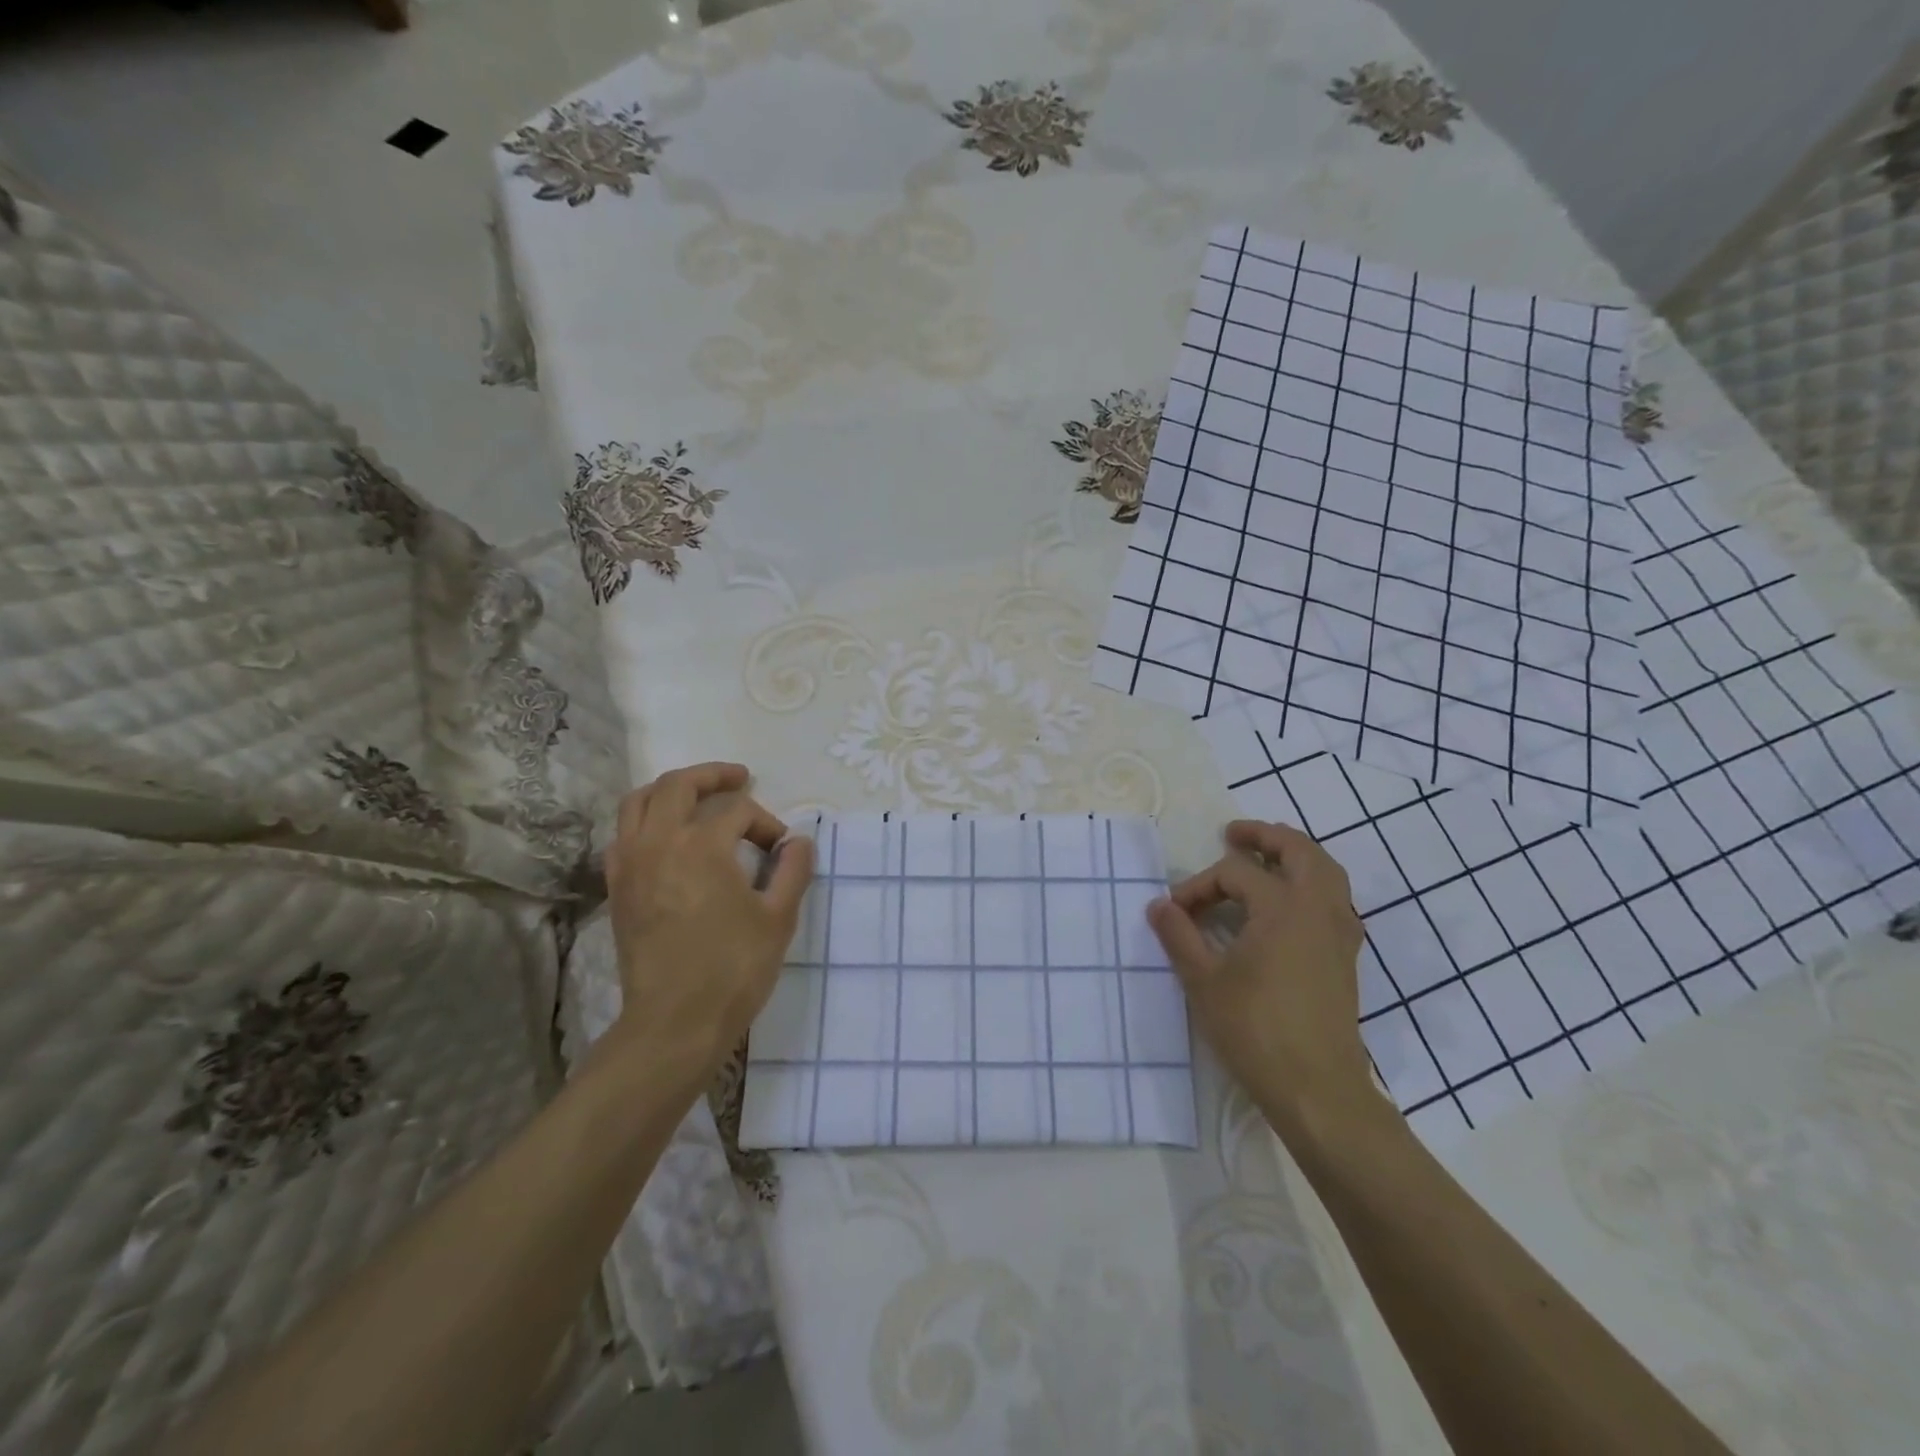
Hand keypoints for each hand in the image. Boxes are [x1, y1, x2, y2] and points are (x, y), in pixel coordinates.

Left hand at [604, 762, 814, 1074]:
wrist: (675, 1022)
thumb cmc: (734, 968)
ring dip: (671, 790)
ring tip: (697, 797)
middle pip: (679, 785)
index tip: (782, 851)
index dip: (766, 823)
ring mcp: (630, 864)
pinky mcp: (617, 888)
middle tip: (739, 779)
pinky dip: (644, 822)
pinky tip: (664, 838)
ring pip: (639, 802)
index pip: (738, 811)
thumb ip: (793, 870)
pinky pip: (623, 835)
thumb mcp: (779, 917)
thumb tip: (799, 841)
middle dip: (713, 776)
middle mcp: (659, 842)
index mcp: (701, 845)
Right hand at [1148, 820, 1371, 1129]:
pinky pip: (1334, 900)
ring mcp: (1339, 933)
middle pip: (1299, 850)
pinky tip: (1288, 905)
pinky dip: (1312, 885)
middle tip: (1234, 834)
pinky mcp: (1345, 957)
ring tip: (1265, 859)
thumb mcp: (1203, 980)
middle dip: (1265, 836)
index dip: (1198, 886)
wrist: (1317, 1089)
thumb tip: (1159, 905)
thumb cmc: (1255, 1030)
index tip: (1174, 913)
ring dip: (1295, 856)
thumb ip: (1178, 936)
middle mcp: (1318, 908)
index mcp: (1282, 907)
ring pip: (1326, 872)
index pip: (1234, 874)